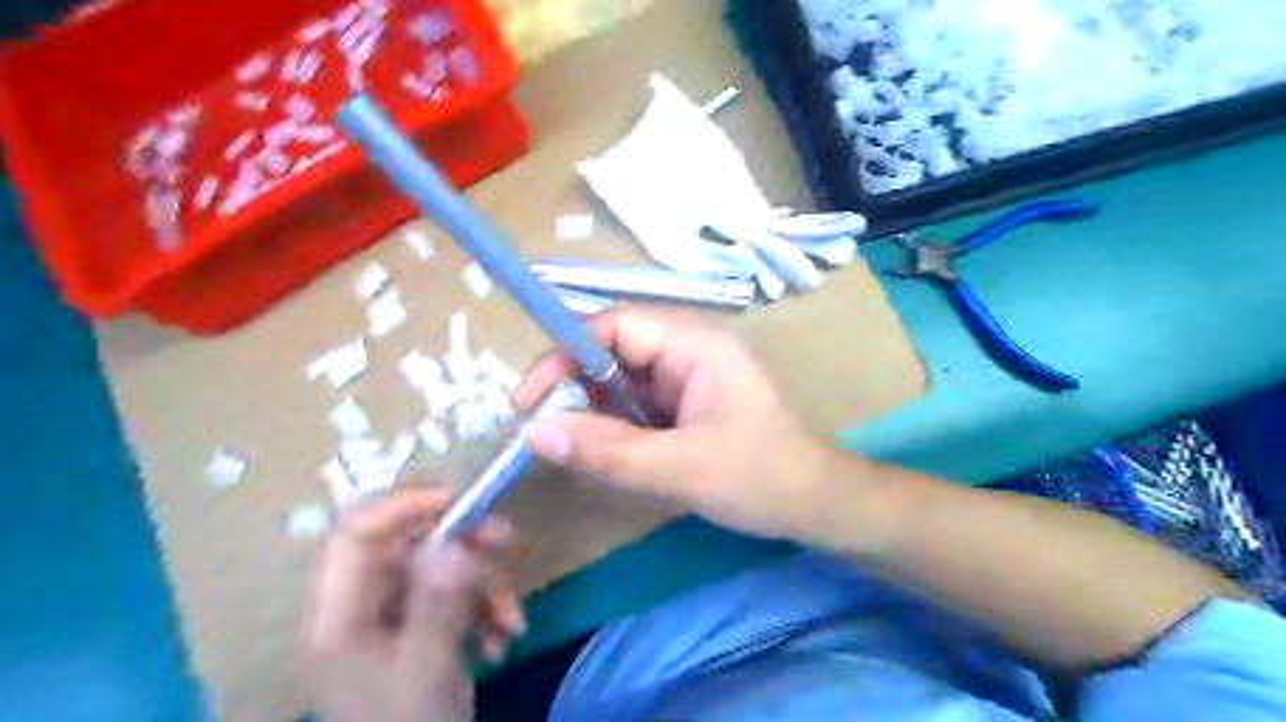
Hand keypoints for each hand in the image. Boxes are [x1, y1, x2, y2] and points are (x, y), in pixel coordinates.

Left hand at [302, 491, 520, 721]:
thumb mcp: (428, 668)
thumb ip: (440, 599)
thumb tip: (455, 538)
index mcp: (339, 615)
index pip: (359, 531)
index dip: (408, 506)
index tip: (465, 503)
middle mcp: (360, 608)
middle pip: (408, 546)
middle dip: (463, 545)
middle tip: (507, 542)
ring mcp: (390, 621)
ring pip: (440, 570)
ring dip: (483, 586)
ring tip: (512, 621)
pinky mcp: (418, 632)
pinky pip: (453, 598)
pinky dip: (484, 609)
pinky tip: (503, 639)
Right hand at [515, 307, 850, 544]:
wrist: (817, 504)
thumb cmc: (760, 478)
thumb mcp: (680, 468)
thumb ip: (607, 450)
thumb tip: (533, 433)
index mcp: (695, 343)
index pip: (613, 327)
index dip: (564, 354)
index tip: (529, 402)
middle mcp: (688, 349)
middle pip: (613, 350)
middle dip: (575, 387)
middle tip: (544, 430)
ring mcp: (688, 376)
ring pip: (621, 379)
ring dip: (593, 409)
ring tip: (571, 446)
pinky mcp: (687, 402)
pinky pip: (636, 403)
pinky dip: (614, 425)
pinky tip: (604, 451)